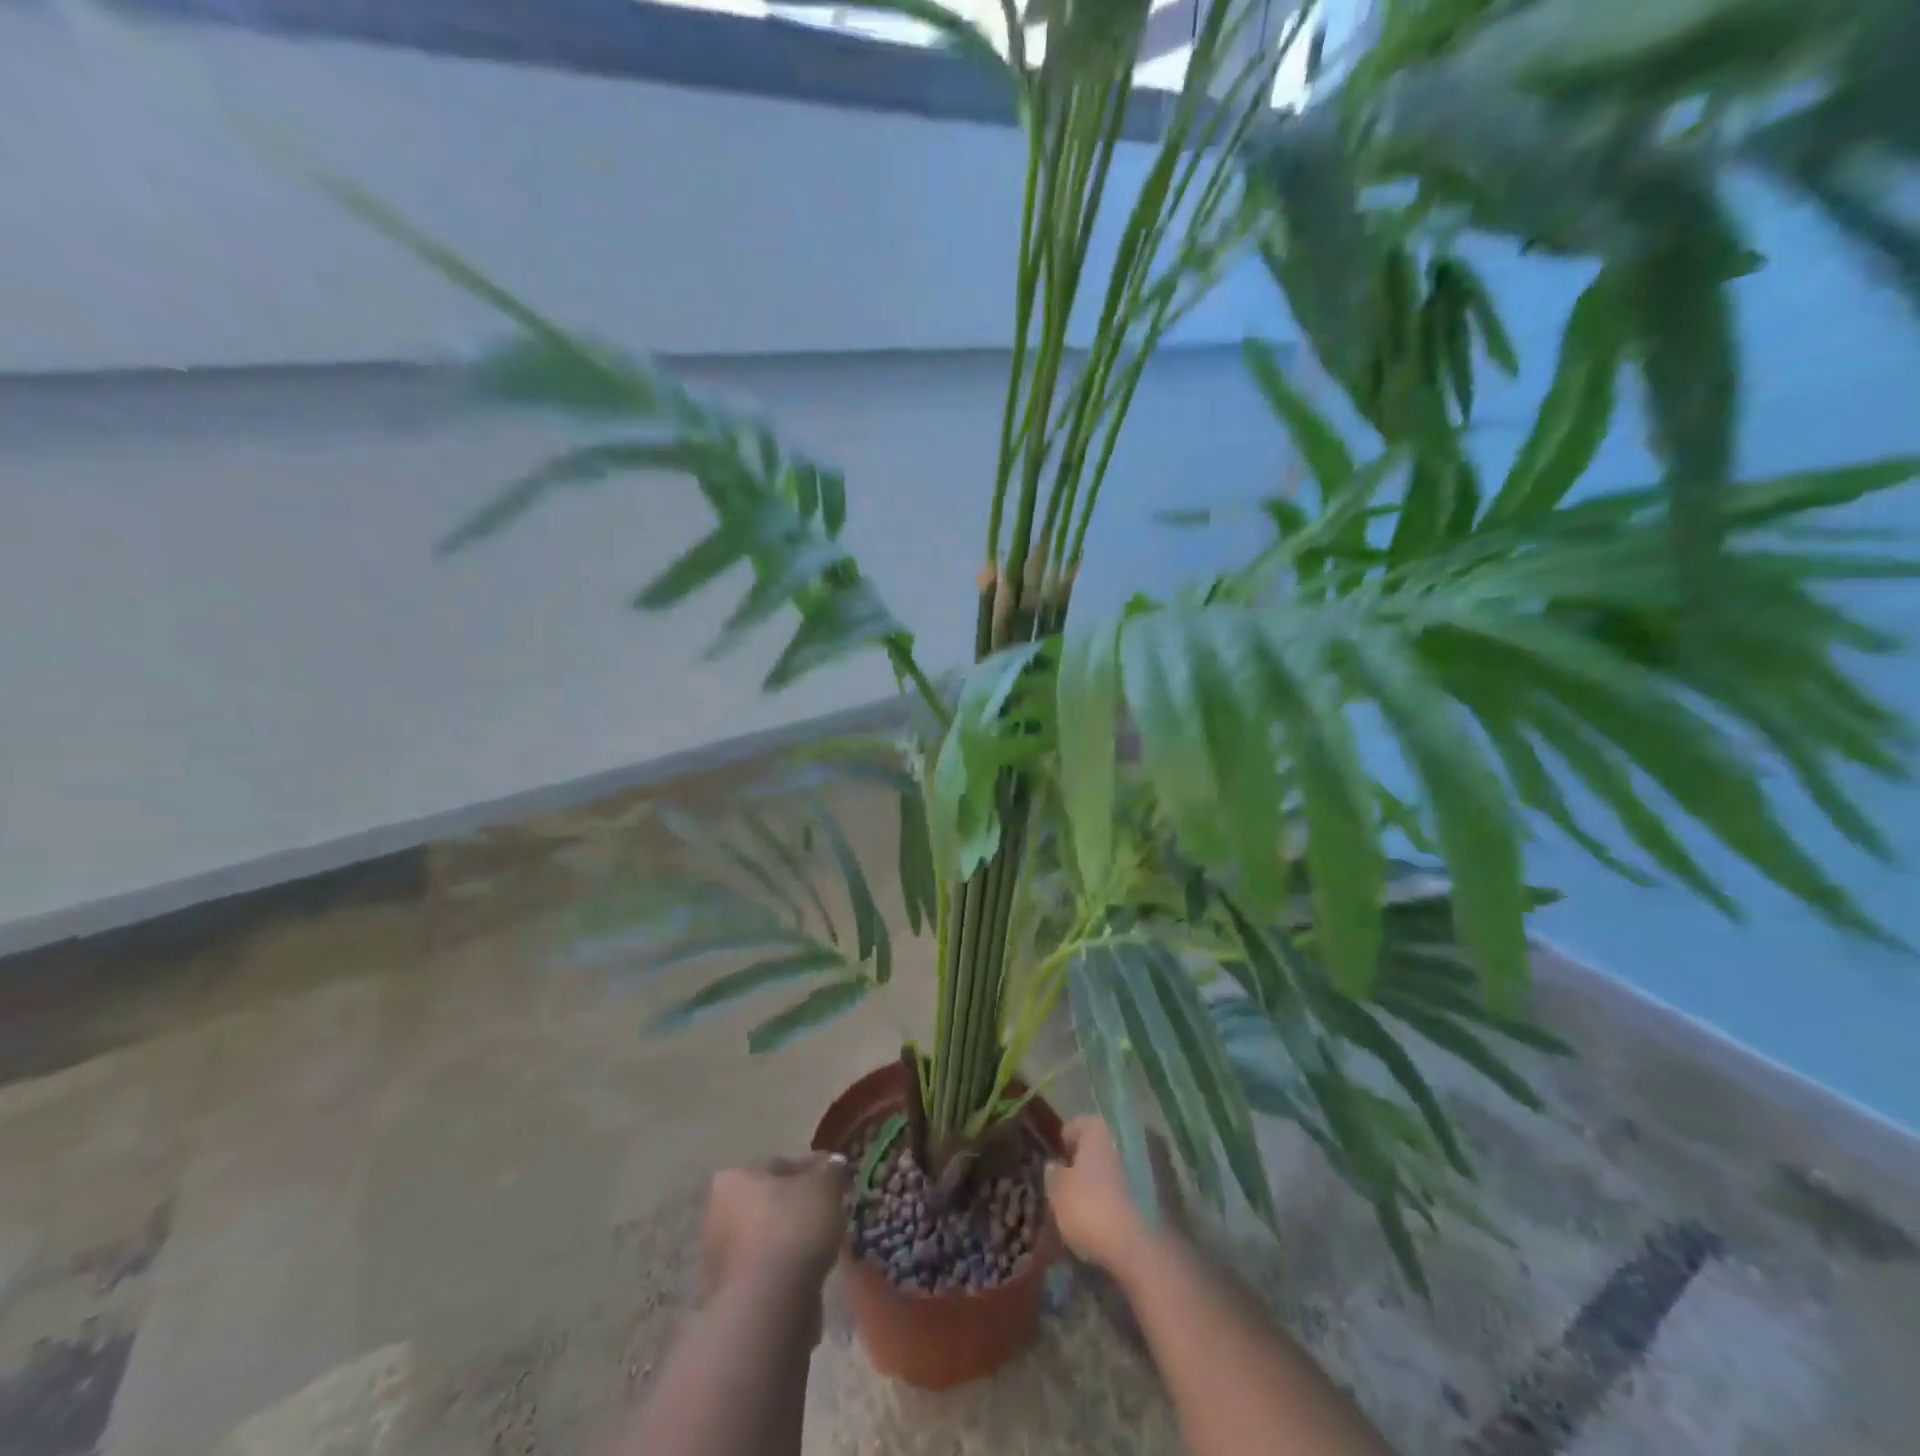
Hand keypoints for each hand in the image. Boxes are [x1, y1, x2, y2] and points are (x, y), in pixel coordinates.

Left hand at [701, 1154, 849, 1299]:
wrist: (767, 1309)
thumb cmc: (792, 1229)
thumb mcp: (824, 1186)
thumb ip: (831, 1171)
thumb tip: (834, 1164)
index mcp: (733, 1179)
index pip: (779, 1167)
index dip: (810, 1173)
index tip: (833, 1185)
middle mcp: (717, 1215)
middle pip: (769, 1204)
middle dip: (797, 1210)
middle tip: (829, 1216)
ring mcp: (719, 1260)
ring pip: (767, 1241)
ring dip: (791, 1243)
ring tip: (823, 1251)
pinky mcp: (729, 1298)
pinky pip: (765, 1274)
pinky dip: (785, 1275)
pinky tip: (808, 1281)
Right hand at [1044, 1117, 1181, 1275]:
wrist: (1140, 1248)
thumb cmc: (1091, 1209)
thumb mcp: (1058, 1193)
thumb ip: (1054, 1175)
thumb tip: (1054, 1165)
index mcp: (1099, 1131)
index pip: (1079, 1124)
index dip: (1068, 1139)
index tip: (1060, 1156)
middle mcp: (1125, 1140)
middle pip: (1102, 1145)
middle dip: (1089, 1160)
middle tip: (1075, 1181)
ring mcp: (1148, 1165)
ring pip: (1119, 1167)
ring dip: (1107, 1179)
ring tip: (1093, 1204)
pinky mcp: (1163, 1194)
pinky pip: (1135, 1188)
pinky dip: (1123, 1197)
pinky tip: (1112, 1218)